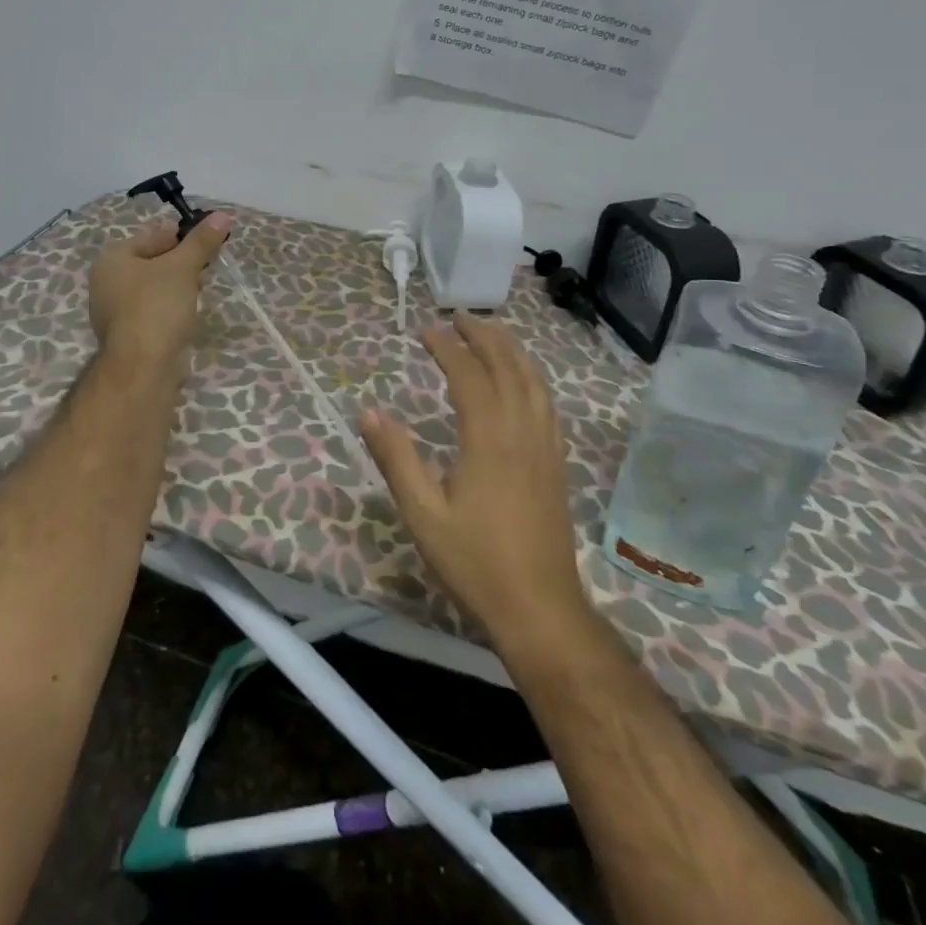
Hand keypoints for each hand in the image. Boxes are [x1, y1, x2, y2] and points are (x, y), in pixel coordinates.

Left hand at [88, 213, 232, 374]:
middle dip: (181, 262)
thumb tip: (223, 215)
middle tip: (207, 267)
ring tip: (200, 291)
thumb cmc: (157, 307)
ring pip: (154, 288)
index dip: (183, 235)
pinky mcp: (128, 335)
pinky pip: (154, 311)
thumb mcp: (183, 267)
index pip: (153, 235)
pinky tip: (188, 315)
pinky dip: (171, 309)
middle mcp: (106, 282)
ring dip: (178, 287)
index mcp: (112, 259)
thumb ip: (201, 241)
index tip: (210, 242)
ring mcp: (115, 311)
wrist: (142, 368)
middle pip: (152, 261)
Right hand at [360, 311, 589, 647]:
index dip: (446, 347)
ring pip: (533, 380)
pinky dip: (533, 377)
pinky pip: (548, 404)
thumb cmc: (475, 562)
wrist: (540, 607)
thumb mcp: (422, 514)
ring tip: (491, 333)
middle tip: (458, 317)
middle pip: (507, 366)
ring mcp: (546, 446)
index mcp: (488, 439)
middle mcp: (522, 431)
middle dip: (483, 336)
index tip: (425, 330)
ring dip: (511, 350)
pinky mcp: (557, 463)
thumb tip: (368, 412)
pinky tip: (524, 380)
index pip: (468, 375)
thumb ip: (396, 459)